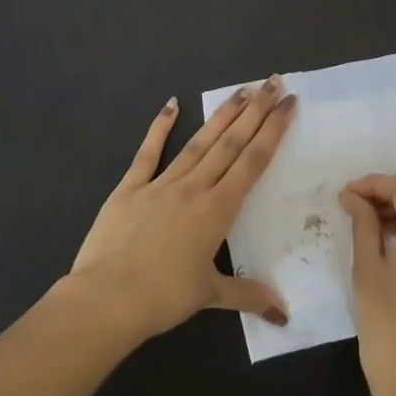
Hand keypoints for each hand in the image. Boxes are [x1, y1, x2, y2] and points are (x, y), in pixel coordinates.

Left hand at [70, 79, 296, 339]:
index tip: (288, 104)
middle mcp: (195, 188)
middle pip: (231, 142)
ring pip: (199, 142)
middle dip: (256, 111)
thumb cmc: (163, 298)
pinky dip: (159, 127)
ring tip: (241, 91)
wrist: (107, 299)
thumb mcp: (209, 296)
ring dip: (222, 115)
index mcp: (218, 209)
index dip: (273, 131)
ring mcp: (161, 184)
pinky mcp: (130, 188)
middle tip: (273, 82)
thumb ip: (248, 296)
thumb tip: (283, 313)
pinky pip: (148, 152)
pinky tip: (171, 104)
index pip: (253, 162)